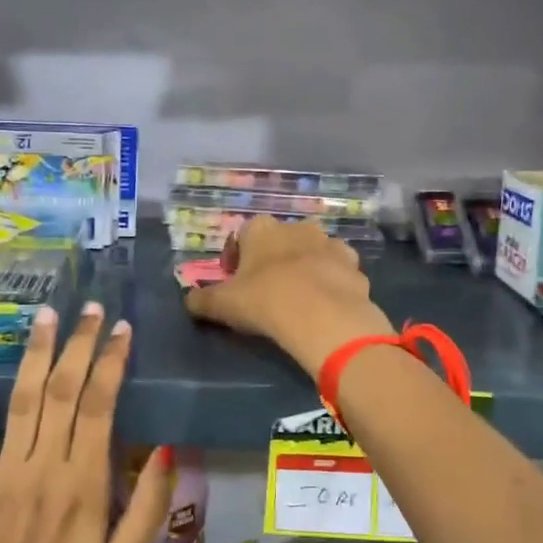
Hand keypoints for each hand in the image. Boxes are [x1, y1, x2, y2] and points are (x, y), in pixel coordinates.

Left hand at [0, 303, 171, 542]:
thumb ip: (146, 508)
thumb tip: (168, 448)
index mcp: (83, 483)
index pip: (99, 405)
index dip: (112, 362)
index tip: (123, 329)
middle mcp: (43, 466)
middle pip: (61, 389)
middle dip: (78, 344)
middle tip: (91, 308)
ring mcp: (3, 472)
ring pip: (21, 399)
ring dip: (34, 353)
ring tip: (45, 315)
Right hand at [184, 217, 393, 376]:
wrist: (322, 315)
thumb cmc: (264, 301)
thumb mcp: (222, 305)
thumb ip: (202, 300)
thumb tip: (189, 301)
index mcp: (261, 229)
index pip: (243, 236)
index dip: (237, 259)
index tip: (235, 282)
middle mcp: (296, 227)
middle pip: (280, 241)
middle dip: (273, 260)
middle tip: (267, 291)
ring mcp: (329, 243)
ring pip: (312, 252)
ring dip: (305, 268)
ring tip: (299, 298)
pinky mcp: (354, 264)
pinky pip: (337, 271)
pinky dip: (332, 282)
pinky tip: (325, 304)